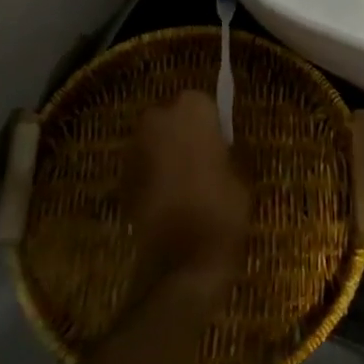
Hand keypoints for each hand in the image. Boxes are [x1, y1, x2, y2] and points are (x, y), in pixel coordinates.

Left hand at [123, 90, 250, 301]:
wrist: (182, 260)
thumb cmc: (221, 208)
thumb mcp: (241, 173)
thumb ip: (228, 149)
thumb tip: (223, 145)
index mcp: (192, 108)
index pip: (203, 103)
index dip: (212, 124)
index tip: (221, 144)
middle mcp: (159, 117)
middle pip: (174, 118)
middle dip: (184, 134)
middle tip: (203, 159)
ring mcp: (136, 145)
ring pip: (156, 140)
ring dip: (167, 153)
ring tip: (186, 181)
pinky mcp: (123, 174)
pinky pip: (144, 164)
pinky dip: (154, 174)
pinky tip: (170, 197)